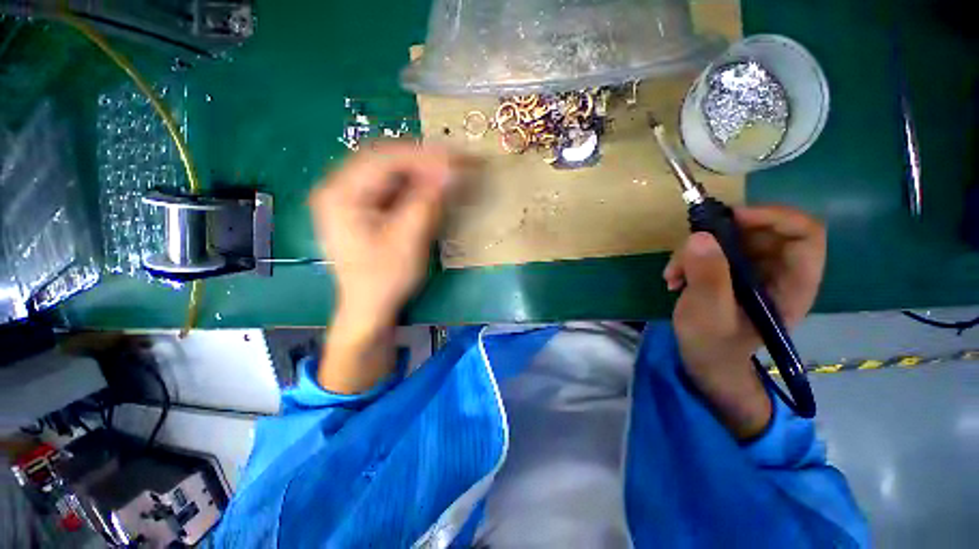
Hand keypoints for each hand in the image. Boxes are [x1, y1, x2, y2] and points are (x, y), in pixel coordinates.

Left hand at [309, 142, 458, 392]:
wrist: (369, 307)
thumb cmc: (384, 279)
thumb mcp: (408, 240)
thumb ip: (428, 202)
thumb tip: (452, 170)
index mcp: (340, 193)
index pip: (386, 160)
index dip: (424, 157)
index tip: (457, 158)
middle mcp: (340, 188)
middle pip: (387, 162)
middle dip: (425, 162)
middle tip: (457, 163)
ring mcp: (351, 198)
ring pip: (392, 173)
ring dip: (422, 173)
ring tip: (450, 174)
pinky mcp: (364, 209)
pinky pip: (393, 188)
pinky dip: (416, 187)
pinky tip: (433, 190)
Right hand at [663, 206, 825, 437]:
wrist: (704, 360)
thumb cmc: (713, 345)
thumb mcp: (709, 315)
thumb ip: (708, 277)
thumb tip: (699, 236)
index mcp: (792, 284)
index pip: (805, 234)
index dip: (773, 217)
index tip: (731, 218)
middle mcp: (777, 271)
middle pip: (759, 230)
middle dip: (717, 236)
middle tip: (687, 250)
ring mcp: (751, 269)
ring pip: (728, 237)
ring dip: (693, 250)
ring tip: (672, 274)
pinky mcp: (729, 271)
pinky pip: (710, 249)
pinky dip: (687, 258)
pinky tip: (673, 278)